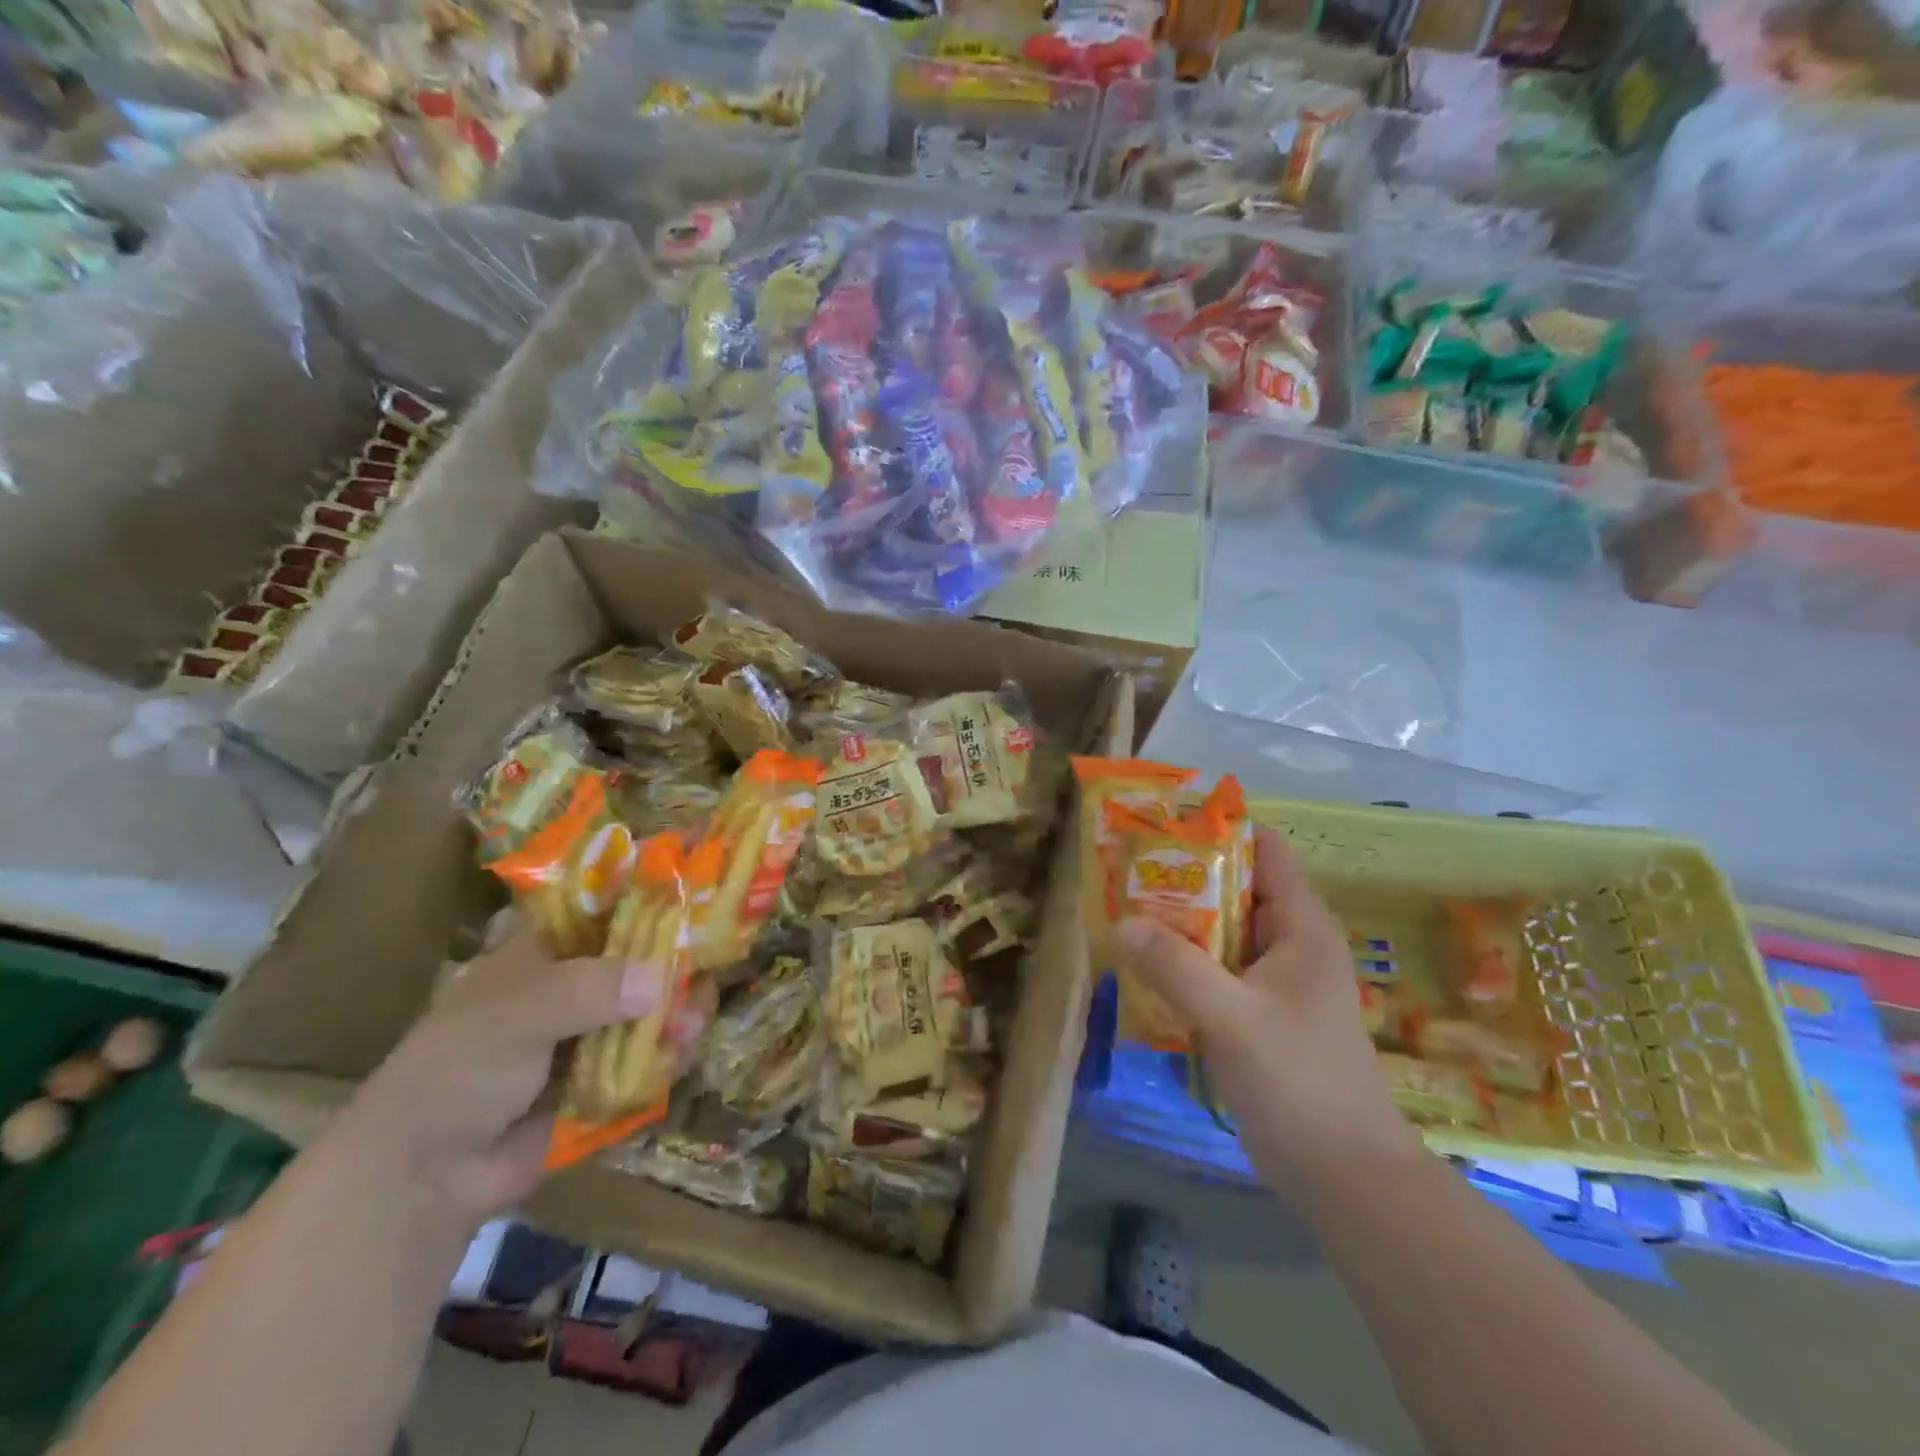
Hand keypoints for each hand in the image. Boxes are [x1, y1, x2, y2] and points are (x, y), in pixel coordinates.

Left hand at [336, 917, 702, 1226]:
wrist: (425, 1176)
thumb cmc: (459, 1069)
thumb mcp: (517, 1014)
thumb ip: (588, 990)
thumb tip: (661, 980)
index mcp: (542, 952)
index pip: (600, 909)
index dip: (643, 898)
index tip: (691, 895)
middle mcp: (571, 985)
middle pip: (636, 959)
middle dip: (673, 963)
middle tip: (707, 964)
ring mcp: (587, 1034)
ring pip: (648, 1008)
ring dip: (675, 1011)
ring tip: (695, 1019)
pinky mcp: (602, 1079)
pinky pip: (646, 1058)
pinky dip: (667, 1054)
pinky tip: (683, 1050)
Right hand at [1118, 828, 1420, 1190]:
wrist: (1345, 1178)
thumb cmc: (1300, 1084)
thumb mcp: (1232, 1019)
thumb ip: (1176, 968)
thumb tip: (1122, 922)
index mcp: (1302, 928)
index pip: (1266, 851)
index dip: (1220, 829)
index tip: (1163, 824)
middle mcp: (1291, 944)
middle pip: (1236, 887)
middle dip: (1185, 875)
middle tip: (1127, 867)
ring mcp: (1276, 981)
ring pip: (1222, 930)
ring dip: (1180, 920)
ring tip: (1124, 907)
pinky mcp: (1259, 1014)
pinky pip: (1217, 969)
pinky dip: (1185, 960)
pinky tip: (1144, 965)